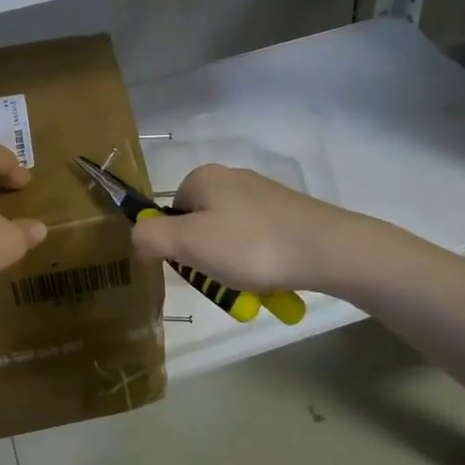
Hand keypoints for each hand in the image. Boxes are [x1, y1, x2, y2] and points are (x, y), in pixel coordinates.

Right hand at [129, 165, 366, 295]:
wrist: (327, 249)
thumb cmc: (250, 245)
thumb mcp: (189, 244)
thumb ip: (151, 238)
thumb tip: (138, 238)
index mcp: (204, 178)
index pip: (170, 212)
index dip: (175, 244)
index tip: (192, 266)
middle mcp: (232, 179)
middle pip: (200, 226)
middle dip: (207, 260)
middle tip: (223, 281)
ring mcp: (263, 196)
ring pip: (230, 240)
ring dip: (234, 269)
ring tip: (251, 287)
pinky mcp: (287, 214)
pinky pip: (258, 244)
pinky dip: (260, 265)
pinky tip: (272, 280)